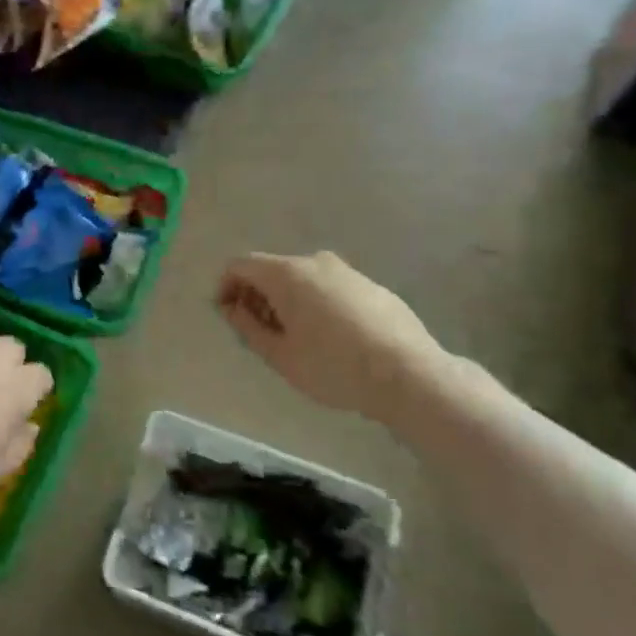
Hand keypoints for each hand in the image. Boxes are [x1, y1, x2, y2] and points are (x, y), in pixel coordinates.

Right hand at [216, 252, 453, 424]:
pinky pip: (329, 288)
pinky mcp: (371, 285)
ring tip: (295, 338)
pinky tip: (330, 338)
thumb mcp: (279, 355)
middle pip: (271, 270)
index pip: (240, 265)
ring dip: (288, 301)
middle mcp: (314, 261)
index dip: (226, 286)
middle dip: (257, 296)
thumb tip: (231, 308)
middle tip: (259, 332)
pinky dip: (316, 303)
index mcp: (286, 273)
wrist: (409, 375)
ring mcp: (347, 271)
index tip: (227, 316)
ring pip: (302, 278)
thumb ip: (248, 327)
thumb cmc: (334, 367)